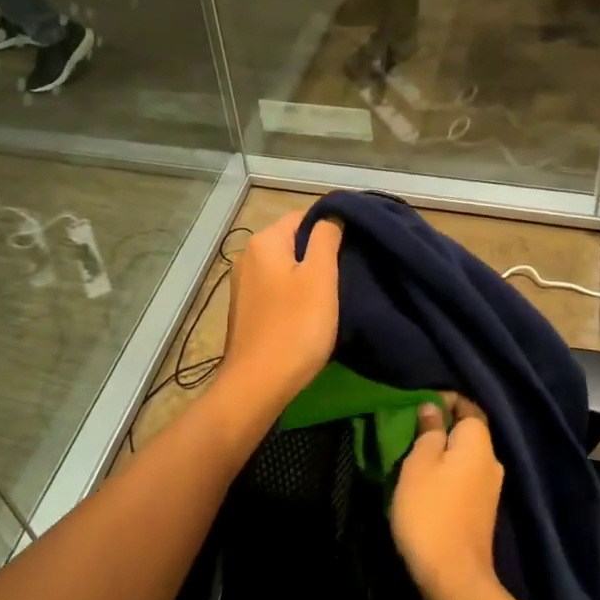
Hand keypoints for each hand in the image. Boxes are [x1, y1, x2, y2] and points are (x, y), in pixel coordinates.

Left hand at [217, 210, 342, 416]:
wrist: (257, 385)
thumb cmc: (295, 327)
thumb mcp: (320, 277)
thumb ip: (326, 238)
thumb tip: (332, 215)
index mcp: (264, 241)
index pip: (304, 216)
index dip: (332, 225)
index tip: (356, 243)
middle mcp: (248, 256)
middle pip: (293, 240)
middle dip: (320, 251)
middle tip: (349, 269)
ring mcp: (243, 284)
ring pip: (284, 266)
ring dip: (308, 274)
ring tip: (335, 291)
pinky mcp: (245, 309)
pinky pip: (275, 288)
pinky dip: (294, 293)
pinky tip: (310, 311)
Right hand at [391, 395, 503, 599]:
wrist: (454, 579)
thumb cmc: (431, 511)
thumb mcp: (418, 463)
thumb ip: (428, 431)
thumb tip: (433, 407)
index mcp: (478, 441)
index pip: (466, 405)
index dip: (442, 400)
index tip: (415, 408)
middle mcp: (492, 459)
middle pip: (466, 431)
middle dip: (440, 428)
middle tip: (409, 434)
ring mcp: (491, 488)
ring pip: (464, 457)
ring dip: (441, 454)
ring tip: (412, 460)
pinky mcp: (483, 511)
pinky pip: (465, 478)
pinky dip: (447, 475)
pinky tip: (426, 487)